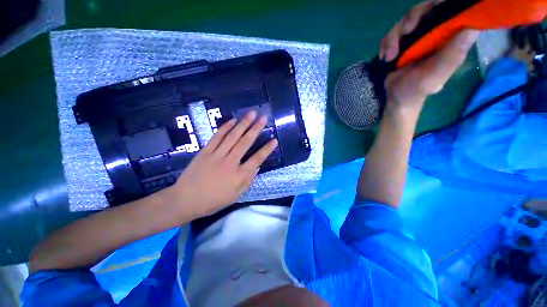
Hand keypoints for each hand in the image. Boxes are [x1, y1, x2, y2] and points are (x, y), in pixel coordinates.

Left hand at [168, 111, 277, 217]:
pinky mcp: (205, 151)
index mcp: (239, 175)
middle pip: (245, 142)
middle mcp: (230, 162)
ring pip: (233, 136)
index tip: (274, 140)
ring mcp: (217, 155)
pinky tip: (233, 120)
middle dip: (256, 129)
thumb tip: (257, 167)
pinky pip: (217, 137)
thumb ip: (248, 180)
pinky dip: (225, 128)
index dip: (267, 149)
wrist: (186, 200)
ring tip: (251, 114)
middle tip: (263, 117)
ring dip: (243, 124)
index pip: (257, 159)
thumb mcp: (236, 195)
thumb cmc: (213, 201)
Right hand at [379, 0, 478, 113]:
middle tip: (405, 31)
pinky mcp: (400, 44)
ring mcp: (415, 38)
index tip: (430, 10)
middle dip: (412, 18)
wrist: (398, 98)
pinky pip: (391, 35)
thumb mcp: (437, 73)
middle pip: (424, 10)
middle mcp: (434, 33)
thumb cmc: (419, 88)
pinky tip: (386, 58)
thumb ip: (453, 53)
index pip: (448, 10)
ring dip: (393, 38)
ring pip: (404, 22)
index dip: (439, 4)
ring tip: (390, 56)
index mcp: (449, 38)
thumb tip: (473, 28)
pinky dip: (386, 45)